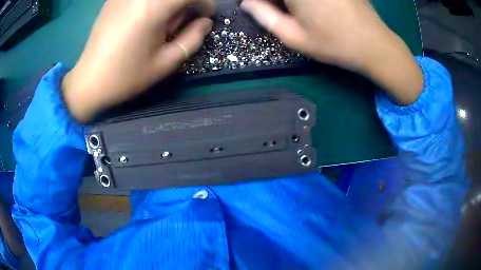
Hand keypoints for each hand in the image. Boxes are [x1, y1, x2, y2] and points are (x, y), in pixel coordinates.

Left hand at [62, 0, 214, 122]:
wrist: (89, 81)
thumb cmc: (126, 76)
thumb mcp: (165, 63)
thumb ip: (192, 39)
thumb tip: (205, 22)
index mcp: (154, 7)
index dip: (204, 2)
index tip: (204, 16)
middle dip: (184, 3)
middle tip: (178, 22)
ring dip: (167, 4)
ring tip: (159, 22)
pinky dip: (151, 4)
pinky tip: (142, 18)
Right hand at [241, 0, 423, 104]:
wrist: (374, 44)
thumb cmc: (334, 44)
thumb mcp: (294, 37)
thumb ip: (264, 15)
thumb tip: (247, 2)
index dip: (257, 1)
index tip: (256, 6)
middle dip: (273, 1)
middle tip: (275, 9)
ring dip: (288, 1)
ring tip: (295, 10)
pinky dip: (304, 1)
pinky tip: (311, 7)